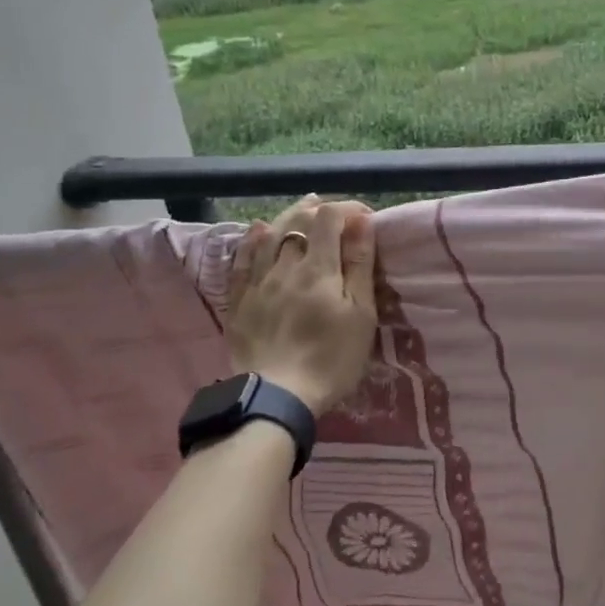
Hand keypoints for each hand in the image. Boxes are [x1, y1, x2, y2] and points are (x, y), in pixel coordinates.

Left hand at [227, 196, 377, 414]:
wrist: (277, 396)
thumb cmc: (331, 358)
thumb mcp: (361, 315)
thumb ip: (360, 265)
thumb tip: (362, 222)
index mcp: (319, 268)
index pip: (331, 218)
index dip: (348, 209)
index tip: (365, 218)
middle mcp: (285, 265)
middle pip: (299, 221)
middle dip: (320, 209)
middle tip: (336, 212)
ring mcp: (258, 281)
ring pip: (270, 235)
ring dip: (289, 216)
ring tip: (304, 209)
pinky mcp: (239, 300)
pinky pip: (242, 259)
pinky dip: (252, 240)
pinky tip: (258, 230)